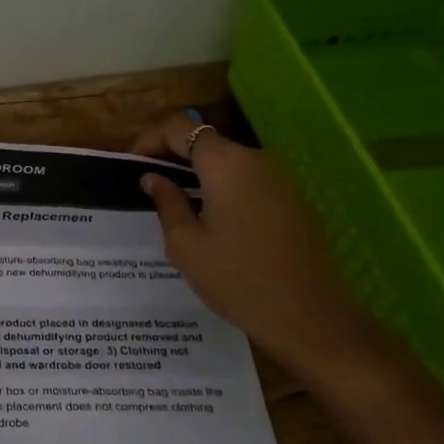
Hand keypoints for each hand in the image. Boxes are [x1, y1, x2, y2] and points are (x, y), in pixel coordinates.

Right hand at [133, 113, 392, 379]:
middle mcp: (256, 160)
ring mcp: (280, 179)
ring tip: (175, 207)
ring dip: (197, 174)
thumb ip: (167, 202)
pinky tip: (210, 222)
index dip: (150, 139)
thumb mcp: (186, 245)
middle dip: (172, 156)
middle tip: (148, 187)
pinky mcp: (292, 200)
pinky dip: (222, 189)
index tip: (133, 166)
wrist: (309, 316)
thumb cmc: (237, 280)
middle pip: (206, 141)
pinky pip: (248, 181)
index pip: (180, 127)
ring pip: (228, 162)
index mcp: (226, 165)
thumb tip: (154, 178)